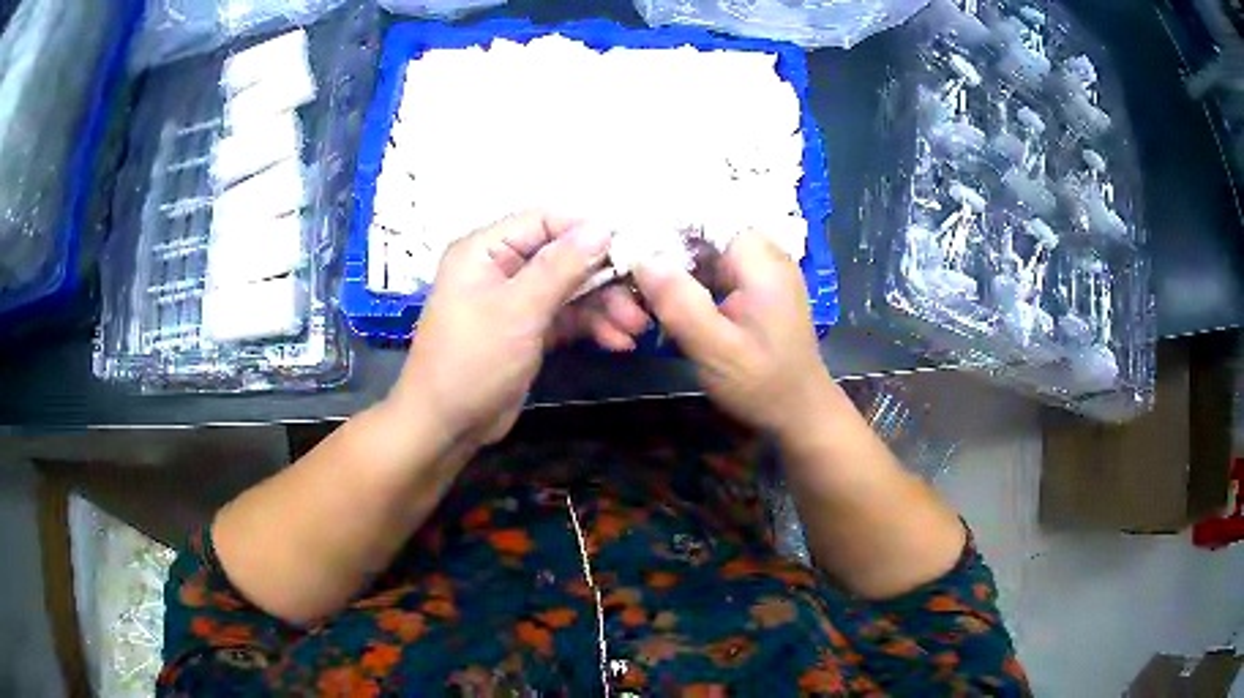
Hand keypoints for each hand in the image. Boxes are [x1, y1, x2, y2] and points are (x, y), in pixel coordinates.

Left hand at [389, 211, 650, 446]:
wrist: (447, 426)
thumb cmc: (473, 360)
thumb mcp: (518, 310)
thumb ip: (561, 267)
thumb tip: (602, 226)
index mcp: (485, 250)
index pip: (543, 221)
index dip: (587, 229)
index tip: (631, 245)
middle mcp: (500, 268)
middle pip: (562, 257)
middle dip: (602, 278)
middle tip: (641, 298)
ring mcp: (515, 301)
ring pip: (569, 289)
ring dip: (604, 306)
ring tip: (636, 328)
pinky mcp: (528, 331)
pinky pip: (565, 317)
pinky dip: (591, 327)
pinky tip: (618, 341)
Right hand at [634, 231, 832, 438]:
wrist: (800, 413)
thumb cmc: (764, 384)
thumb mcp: (718, 350)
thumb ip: (680, 303)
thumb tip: (641, 258)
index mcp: (761, 259)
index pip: (704, 214)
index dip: (662, 224)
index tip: (627, 246)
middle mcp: (762, 253)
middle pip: (700, 232)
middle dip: (662, 252)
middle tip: (627, 282)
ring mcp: (759, 270)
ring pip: (702, 252)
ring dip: (672, 271)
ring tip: (638, 295)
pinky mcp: (752, 287)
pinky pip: (712, 271)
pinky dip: (686, 284)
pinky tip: (663, 304)